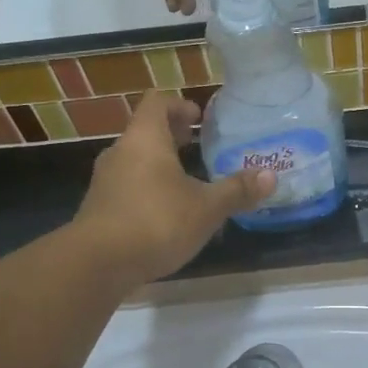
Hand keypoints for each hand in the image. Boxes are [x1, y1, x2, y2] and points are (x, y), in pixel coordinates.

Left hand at [74, 93, 274, 287]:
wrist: (96, 265)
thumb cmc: (156, 222)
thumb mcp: (206, 208)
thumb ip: (237, 191)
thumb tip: (270, 176)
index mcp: (145, 139)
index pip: (157, 102)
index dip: (179, 105)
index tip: (199, 118)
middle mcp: (120, 153)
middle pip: (145, 131)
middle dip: (172, 136)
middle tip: (198, 145)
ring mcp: (105, 182)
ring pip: (135, 160)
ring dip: (159, 164)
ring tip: (186, 181)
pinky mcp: (98, 209)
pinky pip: (126, 187)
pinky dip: (146, 189)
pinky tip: (166, 213)